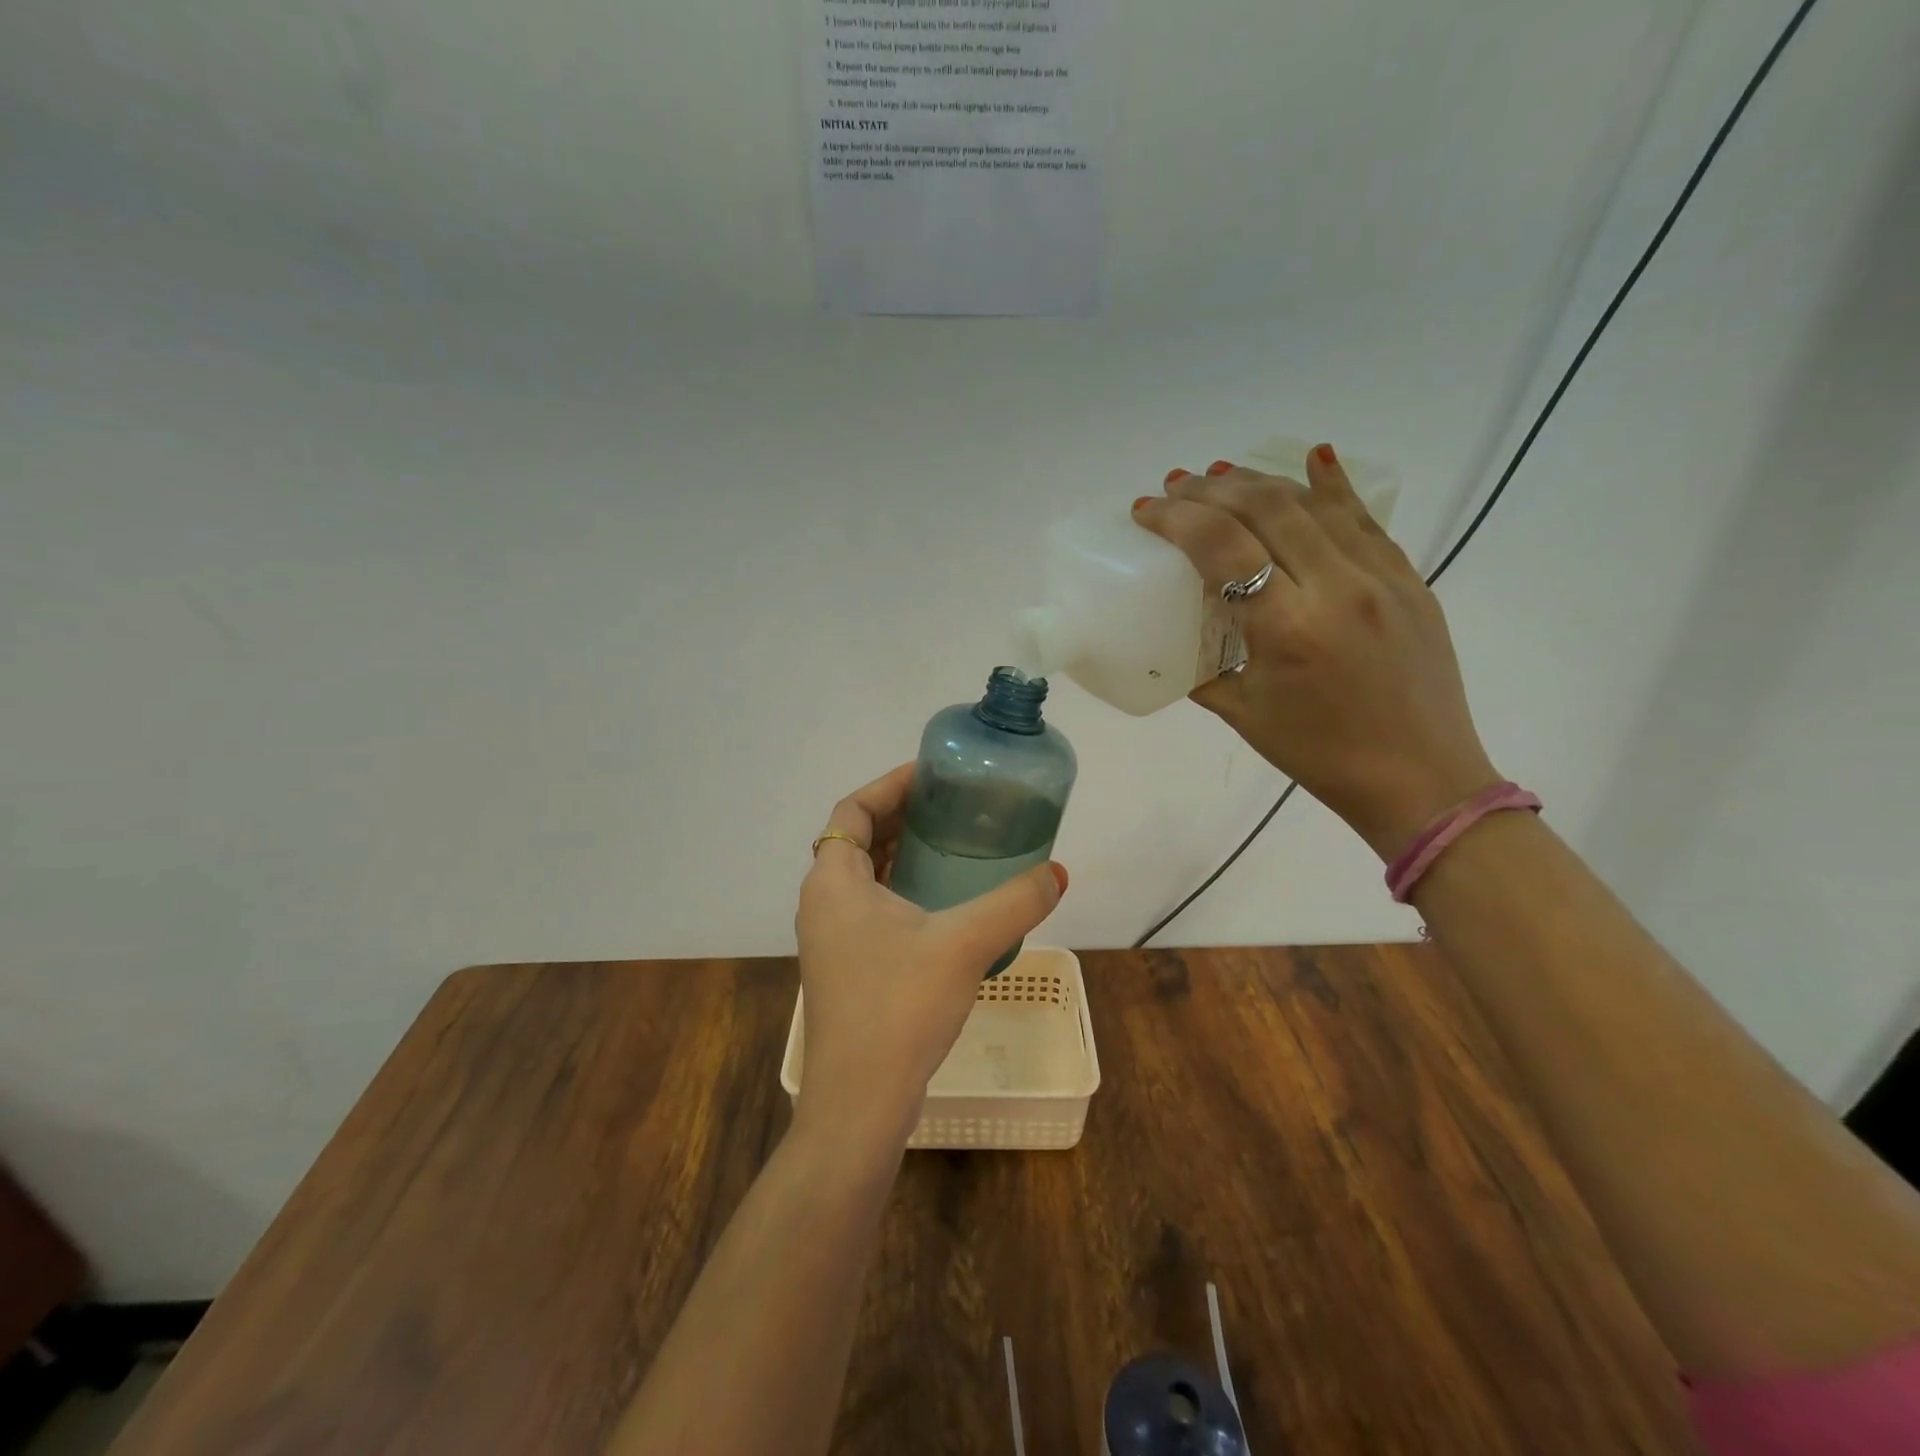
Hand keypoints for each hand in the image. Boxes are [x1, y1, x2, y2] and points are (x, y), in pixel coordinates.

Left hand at [794, 764, 1067, 1144]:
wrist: (860, 1103)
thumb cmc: (900, 1007)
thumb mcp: (964, 944)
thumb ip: (1015, 903)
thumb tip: (1059, 873)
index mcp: (833, 882)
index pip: (852, 810)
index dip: (890, 785)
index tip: (932, 776)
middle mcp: (822, 903)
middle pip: (857, 839)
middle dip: (901, 817)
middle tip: (950, 807)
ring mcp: (830, 939)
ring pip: (863, 876)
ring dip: (900, 854)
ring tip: (950, 845)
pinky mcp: (845, 968)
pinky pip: (870, 908)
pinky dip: (899, 889)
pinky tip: (942, 904)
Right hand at [1133, 446, 1499, 859]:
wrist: (1420, 779)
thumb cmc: (1320, 755)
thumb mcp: (1243, 715)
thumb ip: (1204, 668)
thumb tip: (1180, 640)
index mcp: (1286, 628)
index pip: (1222, 545)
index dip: (1178, 518)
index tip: (1147, 509)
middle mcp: (1335, 587)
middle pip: (1266, 508)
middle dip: (1212, 488)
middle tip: (1178, 485)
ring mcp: (1379, 577)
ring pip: (1314, 503)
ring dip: (1261, 480)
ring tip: (1223, 474)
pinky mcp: (1408, 579)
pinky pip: (1364, 519)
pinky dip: (1332, 485)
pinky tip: (1314, 458)